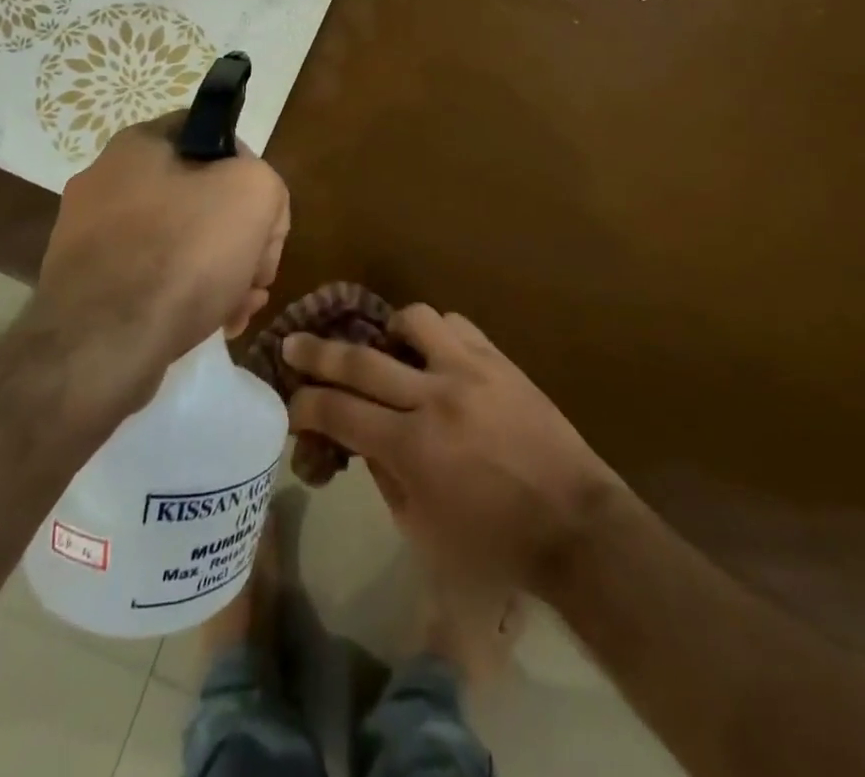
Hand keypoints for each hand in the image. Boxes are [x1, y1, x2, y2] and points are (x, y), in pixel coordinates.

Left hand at [35, 115, 288, 404]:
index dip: (250, 169)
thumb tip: (249, 206)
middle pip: (201, 196)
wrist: (102, 346)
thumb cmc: (183, 253)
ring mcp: (91, 235)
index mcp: (139, 144)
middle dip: (240, 235)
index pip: (213, 134)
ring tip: (241, 308)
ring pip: (180, 241)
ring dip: (220, 270)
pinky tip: (214, 324)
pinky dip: (186, 295)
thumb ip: (265, 181)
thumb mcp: (254, 194)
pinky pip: (151, 277)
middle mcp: (107, 180)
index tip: (263, 213)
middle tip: (258, 274)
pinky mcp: (87, 284)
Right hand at [285, 306, 621, 591]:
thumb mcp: (423, 530)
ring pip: (413, 321)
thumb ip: (385, 478)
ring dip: (388, 332)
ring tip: (388, 348)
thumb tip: (361, 440)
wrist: (574, 523)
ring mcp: (469, 370)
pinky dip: (435, 334)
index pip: (338, 412)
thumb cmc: (494, 545)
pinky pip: (456, 325)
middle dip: (317, 352)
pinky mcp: (498, 359)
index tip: (290, 401)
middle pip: (360, 360)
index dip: (305, 405)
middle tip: (293, 343)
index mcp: (411, 448)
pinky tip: (435, 353)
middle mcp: (434, 397)